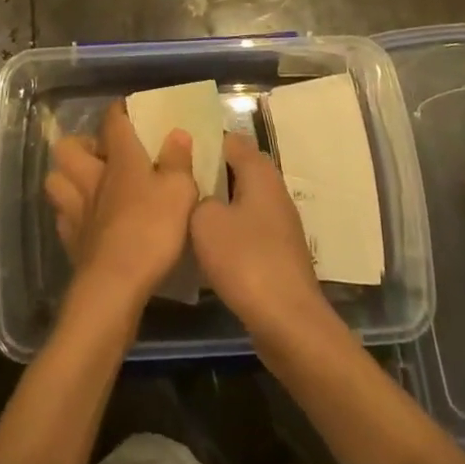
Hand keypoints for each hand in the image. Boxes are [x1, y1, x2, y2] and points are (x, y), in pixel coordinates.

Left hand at [44, 100, 198, 305]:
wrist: (115, 285)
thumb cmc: (151, 230)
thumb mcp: (180, 192)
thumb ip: (178, 160)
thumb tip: (177, 133)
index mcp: (120, 159)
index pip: (112, 121)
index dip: (118, 111)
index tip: (127, 109)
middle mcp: (92, 177)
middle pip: (68, 147)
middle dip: (80, 144)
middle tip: (102, 154)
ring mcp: (76, 209)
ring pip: (56, 179)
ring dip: (68, 177)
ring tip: (88, 184)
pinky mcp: (70, 241)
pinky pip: (62, 216)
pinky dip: (70, 214)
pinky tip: (86, 220)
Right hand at [191, 131, 328, 336]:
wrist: (289, 323)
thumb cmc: (245, 260)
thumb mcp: (205, 222)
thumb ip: (197, 197)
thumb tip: (202, 197)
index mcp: (260, 172)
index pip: (231, 140)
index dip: (204, 141)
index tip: (177, 150)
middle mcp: (274, 191)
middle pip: (238, 170)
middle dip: (209, 174)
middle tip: (176, 181)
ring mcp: (280, 224)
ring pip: (243, 201)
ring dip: (218, 205)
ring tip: (184, 212)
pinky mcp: (279, 253)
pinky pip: (248, 229)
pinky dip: (229, 232)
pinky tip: (206, 247)